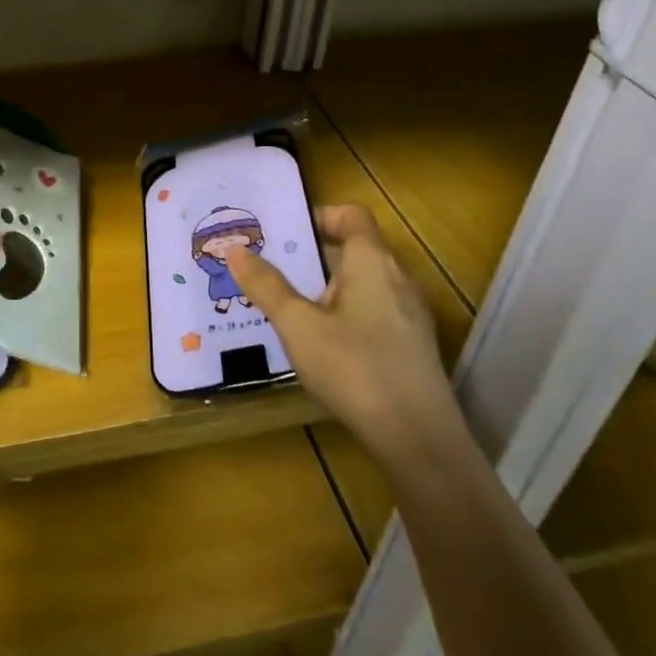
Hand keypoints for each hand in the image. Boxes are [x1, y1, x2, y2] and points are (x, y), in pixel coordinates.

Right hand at [225, 203, 455, 456]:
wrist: (419, 440)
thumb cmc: (355, 368)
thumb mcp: (298, 325)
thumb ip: (266, 286)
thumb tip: (236, 250)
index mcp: (372, 261)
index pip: (351, 215)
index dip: (319, 215)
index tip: (285, 234)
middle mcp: (398, 278)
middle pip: (355, 248)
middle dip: (313, 256)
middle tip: (273, 269)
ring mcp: (410, 315)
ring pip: (364, 283)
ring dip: (327, 288)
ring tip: (289, 307)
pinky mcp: (413, 347)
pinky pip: (374, 311)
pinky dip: (346, 314)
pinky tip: (321, 344)